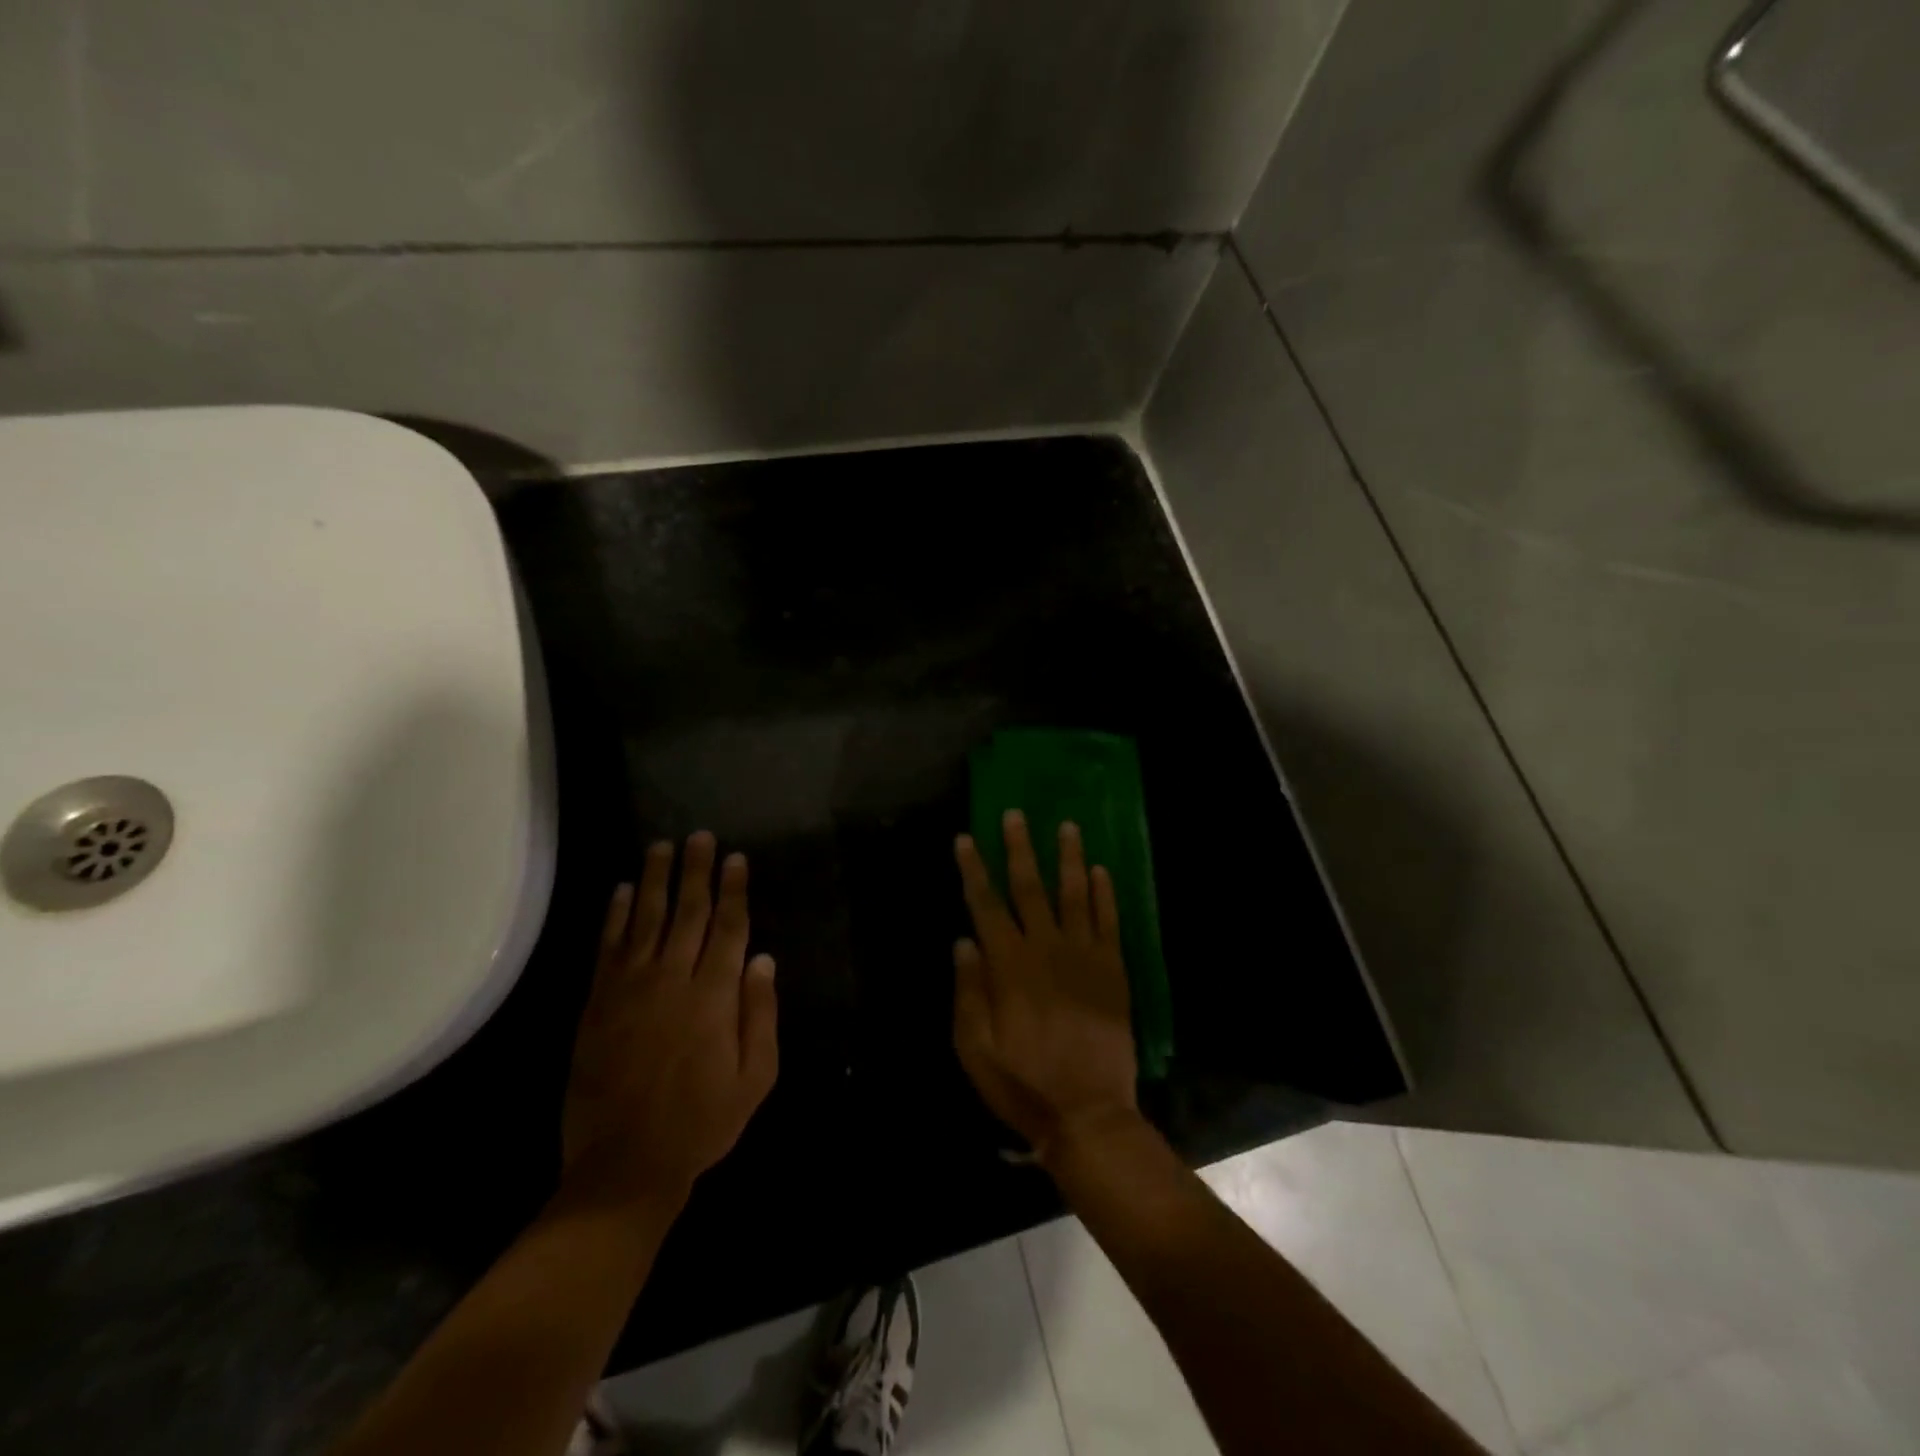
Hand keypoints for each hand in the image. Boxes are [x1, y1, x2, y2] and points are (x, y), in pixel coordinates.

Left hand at [562, 833, 778, 1211]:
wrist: (625, 1165)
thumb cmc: (702, 1122)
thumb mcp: (755, 1077)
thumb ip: (761, 1014)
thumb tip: (763, 959)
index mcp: (714, 996)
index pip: (728, 927)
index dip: (734, 890)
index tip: (735, 858)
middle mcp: (672, 980)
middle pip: (688, 912)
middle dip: (696, 871)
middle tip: (699, 836)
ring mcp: (630, 989)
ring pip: (645, 919)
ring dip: (654, 880)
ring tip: (661, 847)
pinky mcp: (598, 1003)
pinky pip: (607, 947)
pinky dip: (614, 915)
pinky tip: (620, 890)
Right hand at [953, 810, 1140, 1165]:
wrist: (1087, 1113)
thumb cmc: (1021, 1082)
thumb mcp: (974, 1047)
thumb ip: (968, 990)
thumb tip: (963, 940)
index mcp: (1008, 965)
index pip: (985, 904)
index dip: (974, 870)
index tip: (966, 839)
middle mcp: (1046, 948)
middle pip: (1029, 887)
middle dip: (1019, 848)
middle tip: (1015, 814)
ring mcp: (1084, 956)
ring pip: (1073, 894)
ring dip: (1067, 858)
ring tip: (1066, 826)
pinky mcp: (1113, 970)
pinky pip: (1108, 922)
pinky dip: (1104, 894)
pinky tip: (1100, 871)